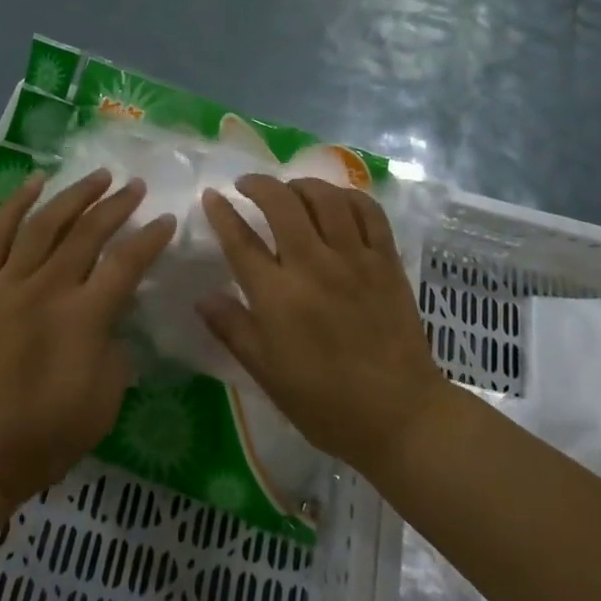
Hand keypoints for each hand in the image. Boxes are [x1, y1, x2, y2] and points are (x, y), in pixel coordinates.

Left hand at [0, 169, 176, 506]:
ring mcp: (7, 285)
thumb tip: (111, 316)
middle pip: (88, 233)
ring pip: (45, 224)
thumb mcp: (106, 399)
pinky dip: (15, 205)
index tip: (167, 219)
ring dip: (75, 195)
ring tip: (99, 176)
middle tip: (137, 186)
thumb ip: (116, 347)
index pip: (127, 263)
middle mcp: (47, 289)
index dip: (151, 238)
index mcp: (83, 318)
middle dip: (118, 205)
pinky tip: (35, 183)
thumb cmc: (45, 435)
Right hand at [197, 175, 449, 478]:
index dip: (222, 213)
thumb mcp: (267, 374)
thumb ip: (233, 329)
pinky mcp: (386, 260)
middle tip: (247, 185)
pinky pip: (368, 211)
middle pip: (282, 204)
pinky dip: (348, 197)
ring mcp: (354, 259)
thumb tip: (202, 296)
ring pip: (325, 198)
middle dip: (258, 185)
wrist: (398, 415)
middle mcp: (314, 266)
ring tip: (290, 189)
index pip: (241, 241)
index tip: (211, 196)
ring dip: (301, 184)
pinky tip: (336, 201)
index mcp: (278, 297)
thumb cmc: (325, 403)